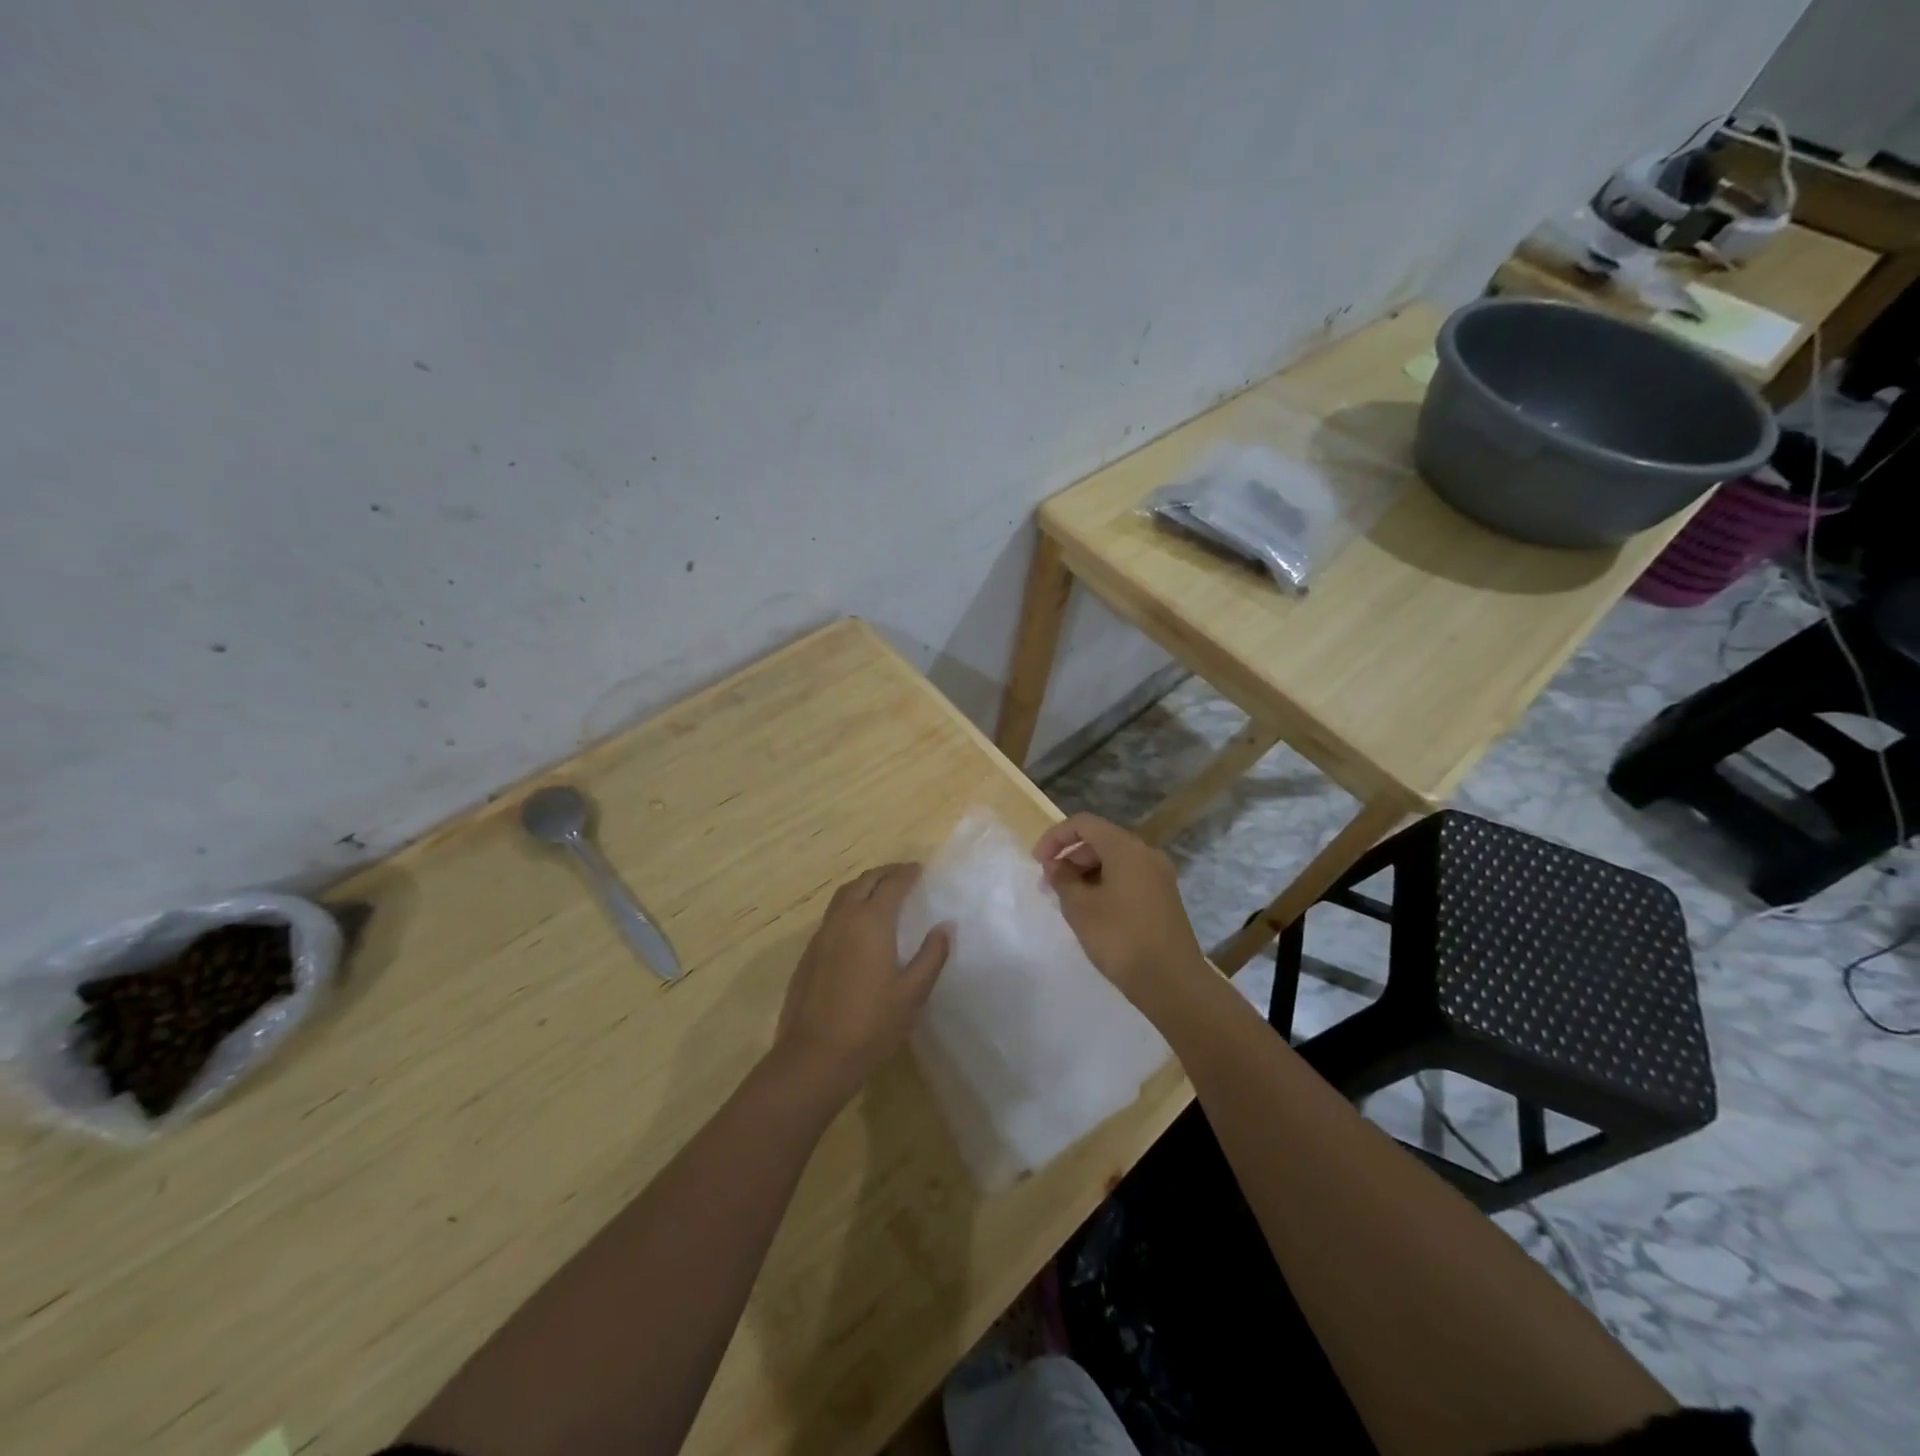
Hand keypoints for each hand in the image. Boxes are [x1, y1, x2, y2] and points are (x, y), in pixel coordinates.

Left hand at [773, 863, 950, 1105]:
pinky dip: (849, 906)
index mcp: (871, 922)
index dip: (907, 873)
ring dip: (864, 886)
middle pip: (864, 882)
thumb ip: (931, 955)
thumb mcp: (913, 993)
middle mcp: (844, 919)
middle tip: (903, 874)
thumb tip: (945, 926)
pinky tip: (858, 926)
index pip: (892, 884)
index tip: (920, 870)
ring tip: (881, 892)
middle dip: (884, 873)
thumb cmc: (872, 1025)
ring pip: (843, 896)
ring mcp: (821, 935)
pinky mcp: (809, 954)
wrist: (815, 1057)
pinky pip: (832, 915)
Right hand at [1034, 813, 1208, 1013]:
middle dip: (1070, 857)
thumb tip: (1056, 866)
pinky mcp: (1163, 897)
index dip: (1055, 837)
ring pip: (1114, 860)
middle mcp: (1146, 854)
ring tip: (1067, 901)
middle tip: (1049, 885)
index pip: (1084, 823)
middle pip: (1100, 840)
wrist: (1172, 982)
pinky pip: (1128, 877)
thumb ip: (1062, 880)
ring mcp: (1159, 876)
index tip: (1037, 862)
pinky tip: (1092, 911)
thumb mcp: (1080, 908)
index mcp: (1126, 848)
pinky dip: (1105, 884)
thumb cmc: (1120, 938)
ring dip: (1086, 873)